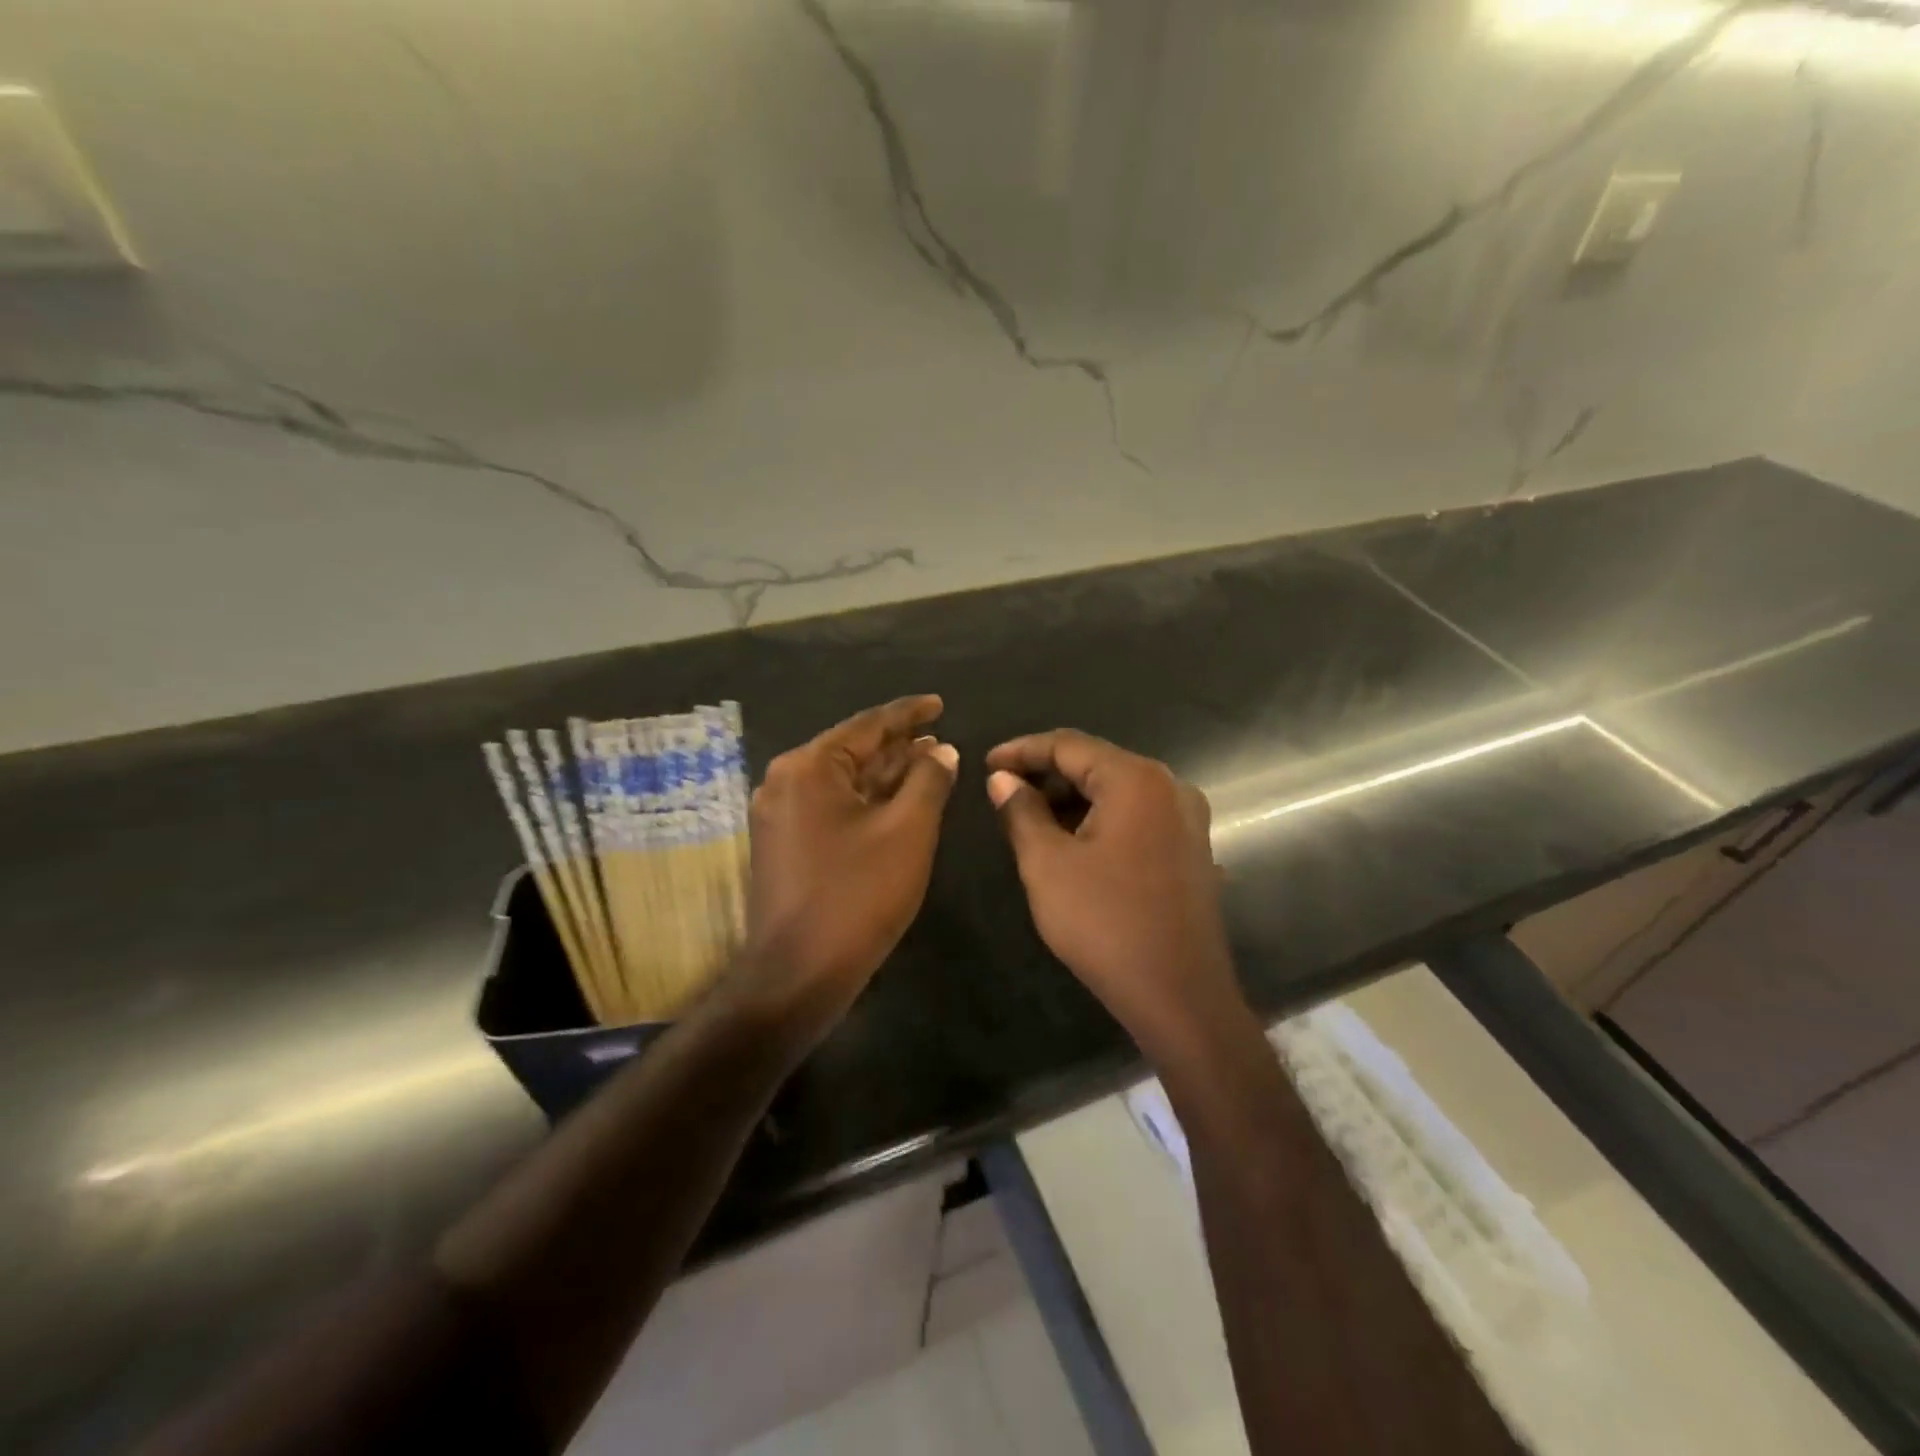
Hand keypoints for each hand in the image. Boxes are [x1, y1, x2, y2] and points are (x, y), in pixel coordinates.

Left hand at [744, 696, 958, 1024]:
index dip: (908, 713)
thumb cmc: (857, 895)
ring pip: (843, 781)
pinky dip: (867, 801)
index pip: (867, 726)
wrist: (797, 974)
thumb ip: (928, 781)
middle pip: (852, 751)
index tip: (938, 703)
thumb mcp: (906, 831)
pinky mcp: (785, 844)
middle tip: (939, 736)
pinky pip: (832, 807)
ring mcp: (781, 815)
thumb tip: (941, 750)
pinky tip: (898, 802)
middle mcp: (786, 782)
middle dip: (898, 745)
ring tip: (928, 762)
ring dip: (885, 774)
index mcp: (808, 768)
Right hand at [985, 730, 1243, 1050]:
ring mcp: (1187, 819)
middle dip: (1046, 775)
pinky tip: (1071, 843)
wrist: (1179, 995)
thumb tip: (1003, 780)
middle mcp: (1170, 787)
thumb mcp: (1047, 864)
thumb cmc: (1105, 923)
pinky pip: (1137, 817)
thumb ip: (1021, 812)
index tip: (986, 764)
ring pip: (1117, 792)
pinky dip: (1100, 820)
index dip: (1022, 751)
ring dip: (1072, 800)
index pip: (1069, 745)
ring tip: (1030, 820)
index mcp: (1136, 780)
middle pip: (1097, 764)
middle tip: (1003, 794)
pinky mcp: (1191, 849)